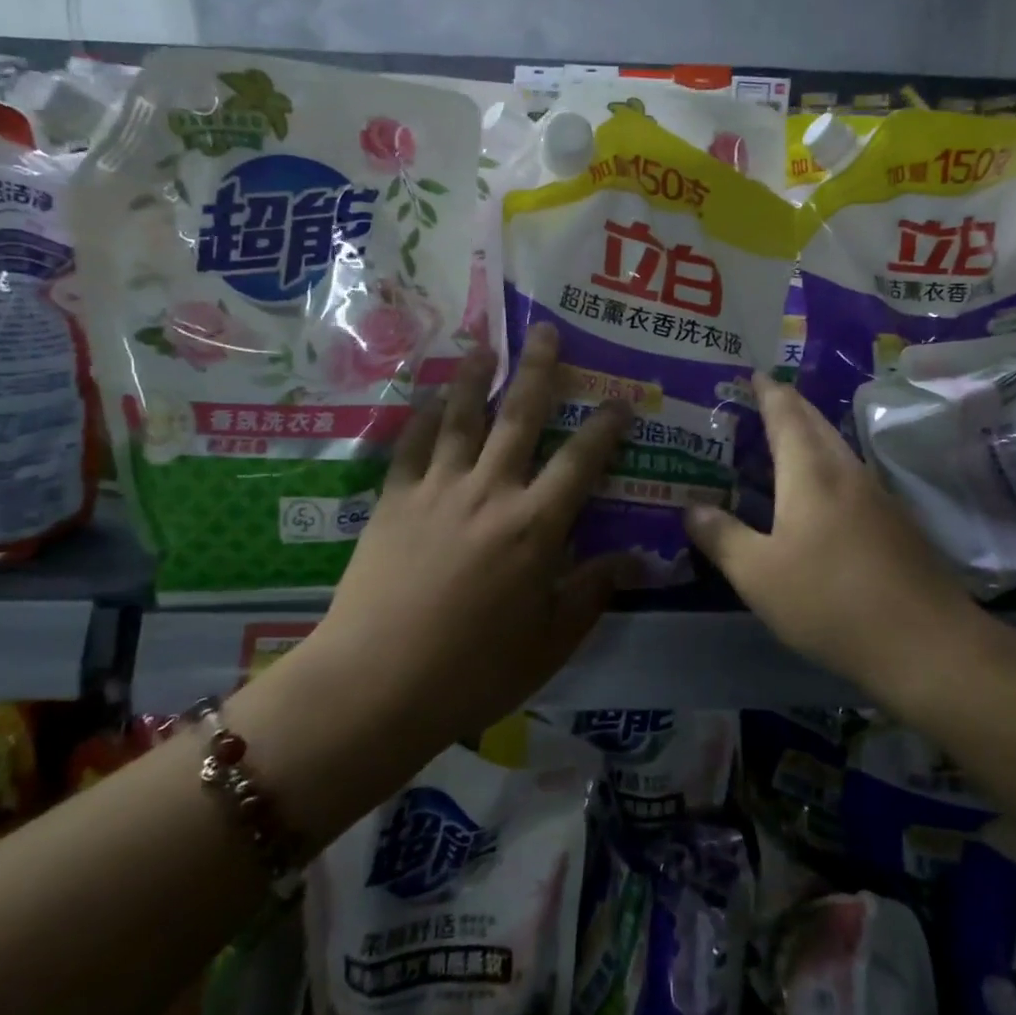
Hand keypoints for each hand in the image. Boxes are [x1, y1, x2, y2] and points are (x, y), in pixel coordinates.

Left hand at [308, 323, 632, 741]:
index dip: (605, 426)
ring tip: (483, 344)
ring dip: (474, 376)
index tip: (620, 400)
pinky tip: (427, 397)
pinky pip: (411, 445)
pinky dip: (421, 416)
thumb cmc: (474, 670)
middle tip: (545, 330)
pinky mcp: (394, 500)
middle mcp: (490, 491)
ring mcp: (438, 489)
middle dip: (537, 370)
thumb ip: (593, 591)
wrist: (376, 684)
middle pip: (519, 416)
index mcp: (536, 526)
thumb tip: (639, 559)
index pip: (581, 461)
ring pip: (460, 416)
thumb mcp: (550, 641)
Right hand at [683, 374, 981, 695]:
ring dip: (810, 436)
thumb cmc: (830, 600)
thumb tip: (691, 509)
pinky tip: (817, 495)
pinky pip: (851, 477)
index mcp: (811, 472)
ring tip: (782, 442)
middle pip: (816, 423)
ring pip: (837, 449)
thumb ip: (722, 537)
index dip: (768, 391)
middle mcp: (847, 471)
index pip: (786, 413)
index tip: (754, 373)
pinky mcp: (896, 524)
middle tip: (762, 399)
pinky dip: (826, 468)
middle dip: (790, 405)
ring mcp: (878, 496)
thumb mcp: (759, 574)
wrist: (926, 643)